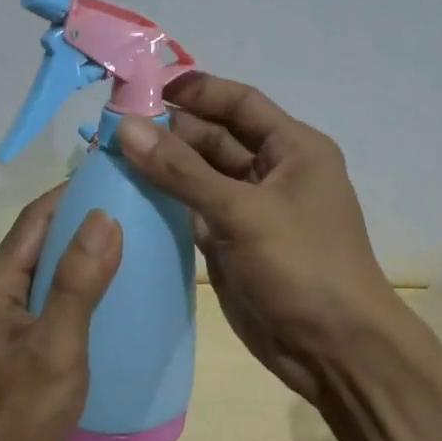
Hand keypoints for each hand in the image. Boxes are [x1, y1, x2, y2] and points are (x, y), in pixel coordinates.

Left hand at [0, 187, 122, 440]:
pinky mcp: (5, 350)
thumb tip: (105, 215)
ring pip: (41, 273)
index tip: (118, 181)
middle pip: (38, 241)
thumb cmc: (15, 414)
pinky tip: (103, 307)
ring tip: (128, 255)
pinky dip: (72, 292)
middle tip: (134, 216)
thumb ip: (79, 281)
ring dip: (79, 257)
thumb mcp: (57, 345)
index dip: (74, 192)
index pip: (37, 216)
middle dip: (82, 222)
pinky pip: (43, 303)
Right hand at [115, 74, 402, 401]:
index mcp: (292, 148)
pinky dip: (165, 200)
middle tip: (110, 128)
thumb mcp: (242, 212)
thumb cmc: (301, 267)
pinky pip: (192, 208)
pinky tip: (127, 193)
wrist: (334, 352)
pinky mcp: (230, 241)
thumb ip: (182, 171)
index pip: (239, 102)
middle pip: (213, 137)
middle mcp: (271, 170)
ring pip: (198, 174)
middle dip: (168, 130)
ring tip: (108, 155)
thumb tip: (126, 128)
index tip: (142, 89)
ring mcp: (249, 208)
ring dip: (161, 165)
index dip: (194, 90)